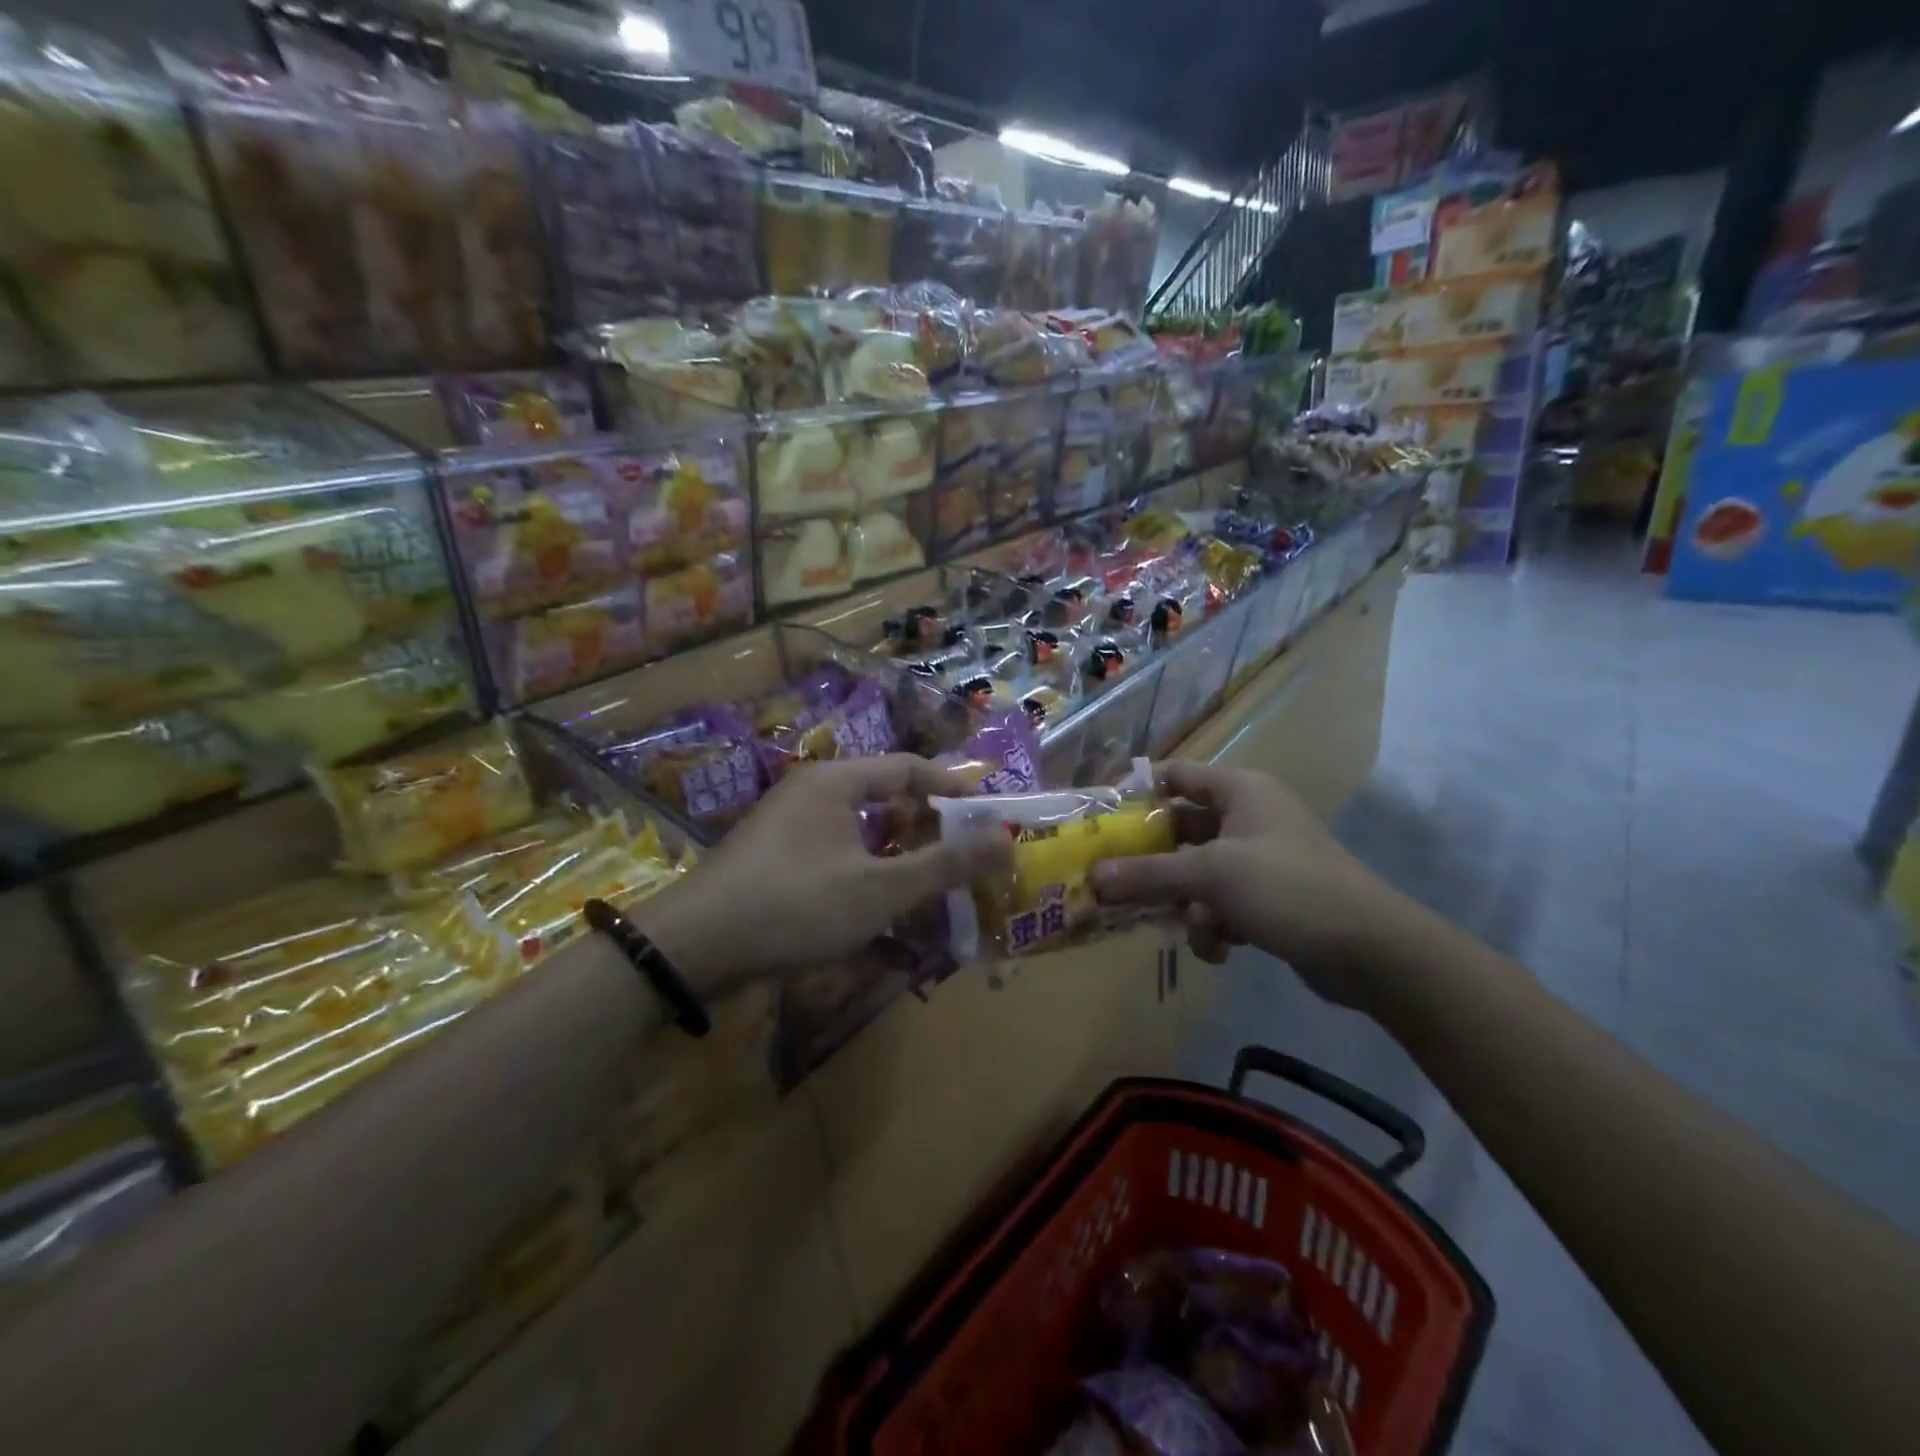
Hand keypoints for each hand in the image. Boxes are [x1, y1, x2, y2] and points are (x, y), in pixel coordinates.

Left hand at [636, 754, 1006, 996]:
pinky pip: (833, 854)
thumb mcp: (880, 889)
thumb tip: (1006, 840)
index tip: (986, 815)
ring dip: (895, 855)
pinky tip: (877, 909)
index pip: (908, 768)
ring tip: (927, 886)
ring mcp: (786, 826)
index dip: (951, 788)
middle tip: (961, 857)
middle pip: (883, 797)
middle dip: (925, 827)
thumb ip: (943, 865)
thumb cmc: (796, 905)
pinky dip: (864, 873)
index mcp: (836, 782)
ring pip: (858, 830)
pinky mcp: (772, 860)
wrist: (693, 949)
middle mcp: (810, 792)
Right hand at [1091, 761, 1411, 1005]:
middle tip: (1116, 886)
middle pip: (1181, 831)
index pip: (1177, 775)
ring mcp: (1260, 860)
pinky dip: (1214, 925)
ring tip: (1189, 928)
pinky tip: (1220, 948)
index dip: (1138, 792)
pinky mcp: (1270, 898)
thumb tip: (1092, 878)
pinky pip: (1222, 903)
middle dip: (1155, 864)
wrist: (1370, 950)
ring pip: (1198, 874)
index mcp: (1239, 791)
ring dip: (1187, 904)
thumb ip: (1148, 874)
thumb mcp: (1211, 876)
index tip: (1102, 820)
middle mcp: (1248, 818)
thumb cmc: (1287, 888)